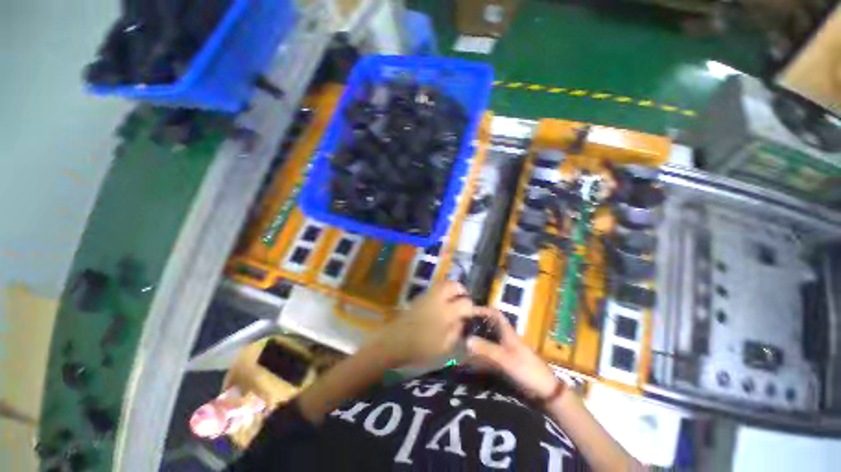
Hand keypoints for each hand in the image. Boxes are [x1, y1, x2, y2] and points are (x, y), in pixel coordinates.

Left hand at [376, 281, 473, 366]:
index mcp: (445, 313)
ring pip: (443, 283)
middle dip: (462, 290)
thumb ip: (456, 331)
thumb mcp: (444, 347)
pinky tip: (442, 302)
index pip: (465, 303)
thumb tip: (462, 320)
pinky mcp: (419, 296)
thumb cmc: (420, 348)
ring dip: (452, 288)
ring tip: (454, 299)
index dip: (471, 307)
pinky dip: (442, 291)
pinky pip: (435, 288)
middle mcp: (437, 299)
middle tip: (464, 299)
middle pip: (453, 285)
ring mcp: (427, 295)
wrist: (395, 342)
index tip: (471, 313)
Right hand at [466, 308, 559, 399]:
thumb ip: (486, 349)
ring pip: (490, 338)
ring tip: (465, 340)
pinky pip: (491, 352)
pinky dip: (482, 352)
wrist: (545, 390)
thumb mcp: (505, 359)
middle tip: (462, 326)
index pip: (495, 314)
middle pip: (490, 324)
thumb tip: (467, 340)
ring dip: (479, 337)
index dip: (482, 310)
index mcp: (508, 332)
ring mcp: (507, 349)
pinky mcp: (508, 360)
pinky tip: (474, 357)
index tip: (469, 311)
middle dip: (477, 323)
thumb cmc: (527, 370)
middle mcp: (506, 337)